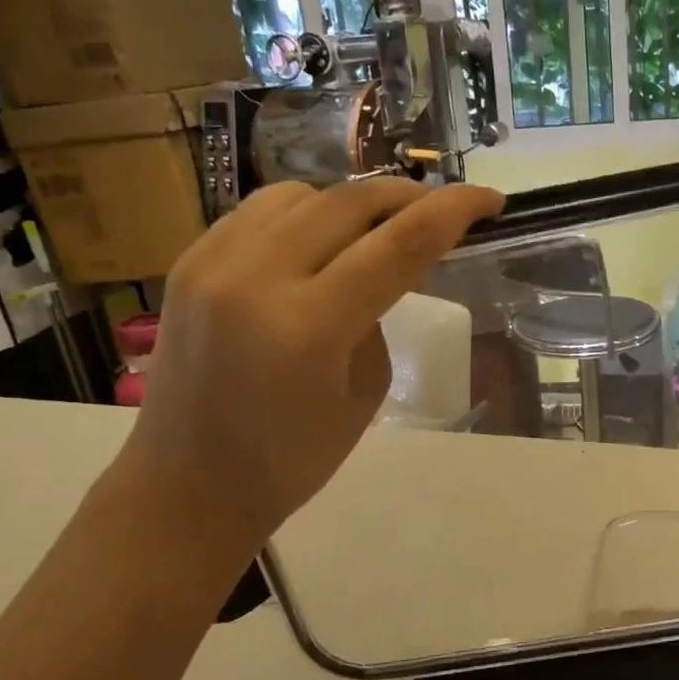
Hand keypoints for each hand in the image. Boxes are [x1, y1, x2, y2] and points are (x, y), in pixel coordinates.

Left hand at [119, 178, 503, 543]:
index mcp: (310, 328)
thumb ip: (377, 318)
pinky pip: (259, 212)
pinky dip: (303, 216)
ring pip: (301, 195)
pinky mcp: (188, 261)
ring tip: (372, 233)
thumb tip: (378, 270)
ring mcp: (212, 263)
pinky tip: (316, 246)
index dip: (453, 210)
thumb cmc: (292, 460)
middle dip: (407, 196)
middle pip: (349, 202)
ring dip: (350, 205)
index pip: (399, 244)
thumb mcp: (364, 394)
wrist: (188, 484)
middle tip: (440, 210)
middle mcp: (256, 278)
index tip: (490, 199)